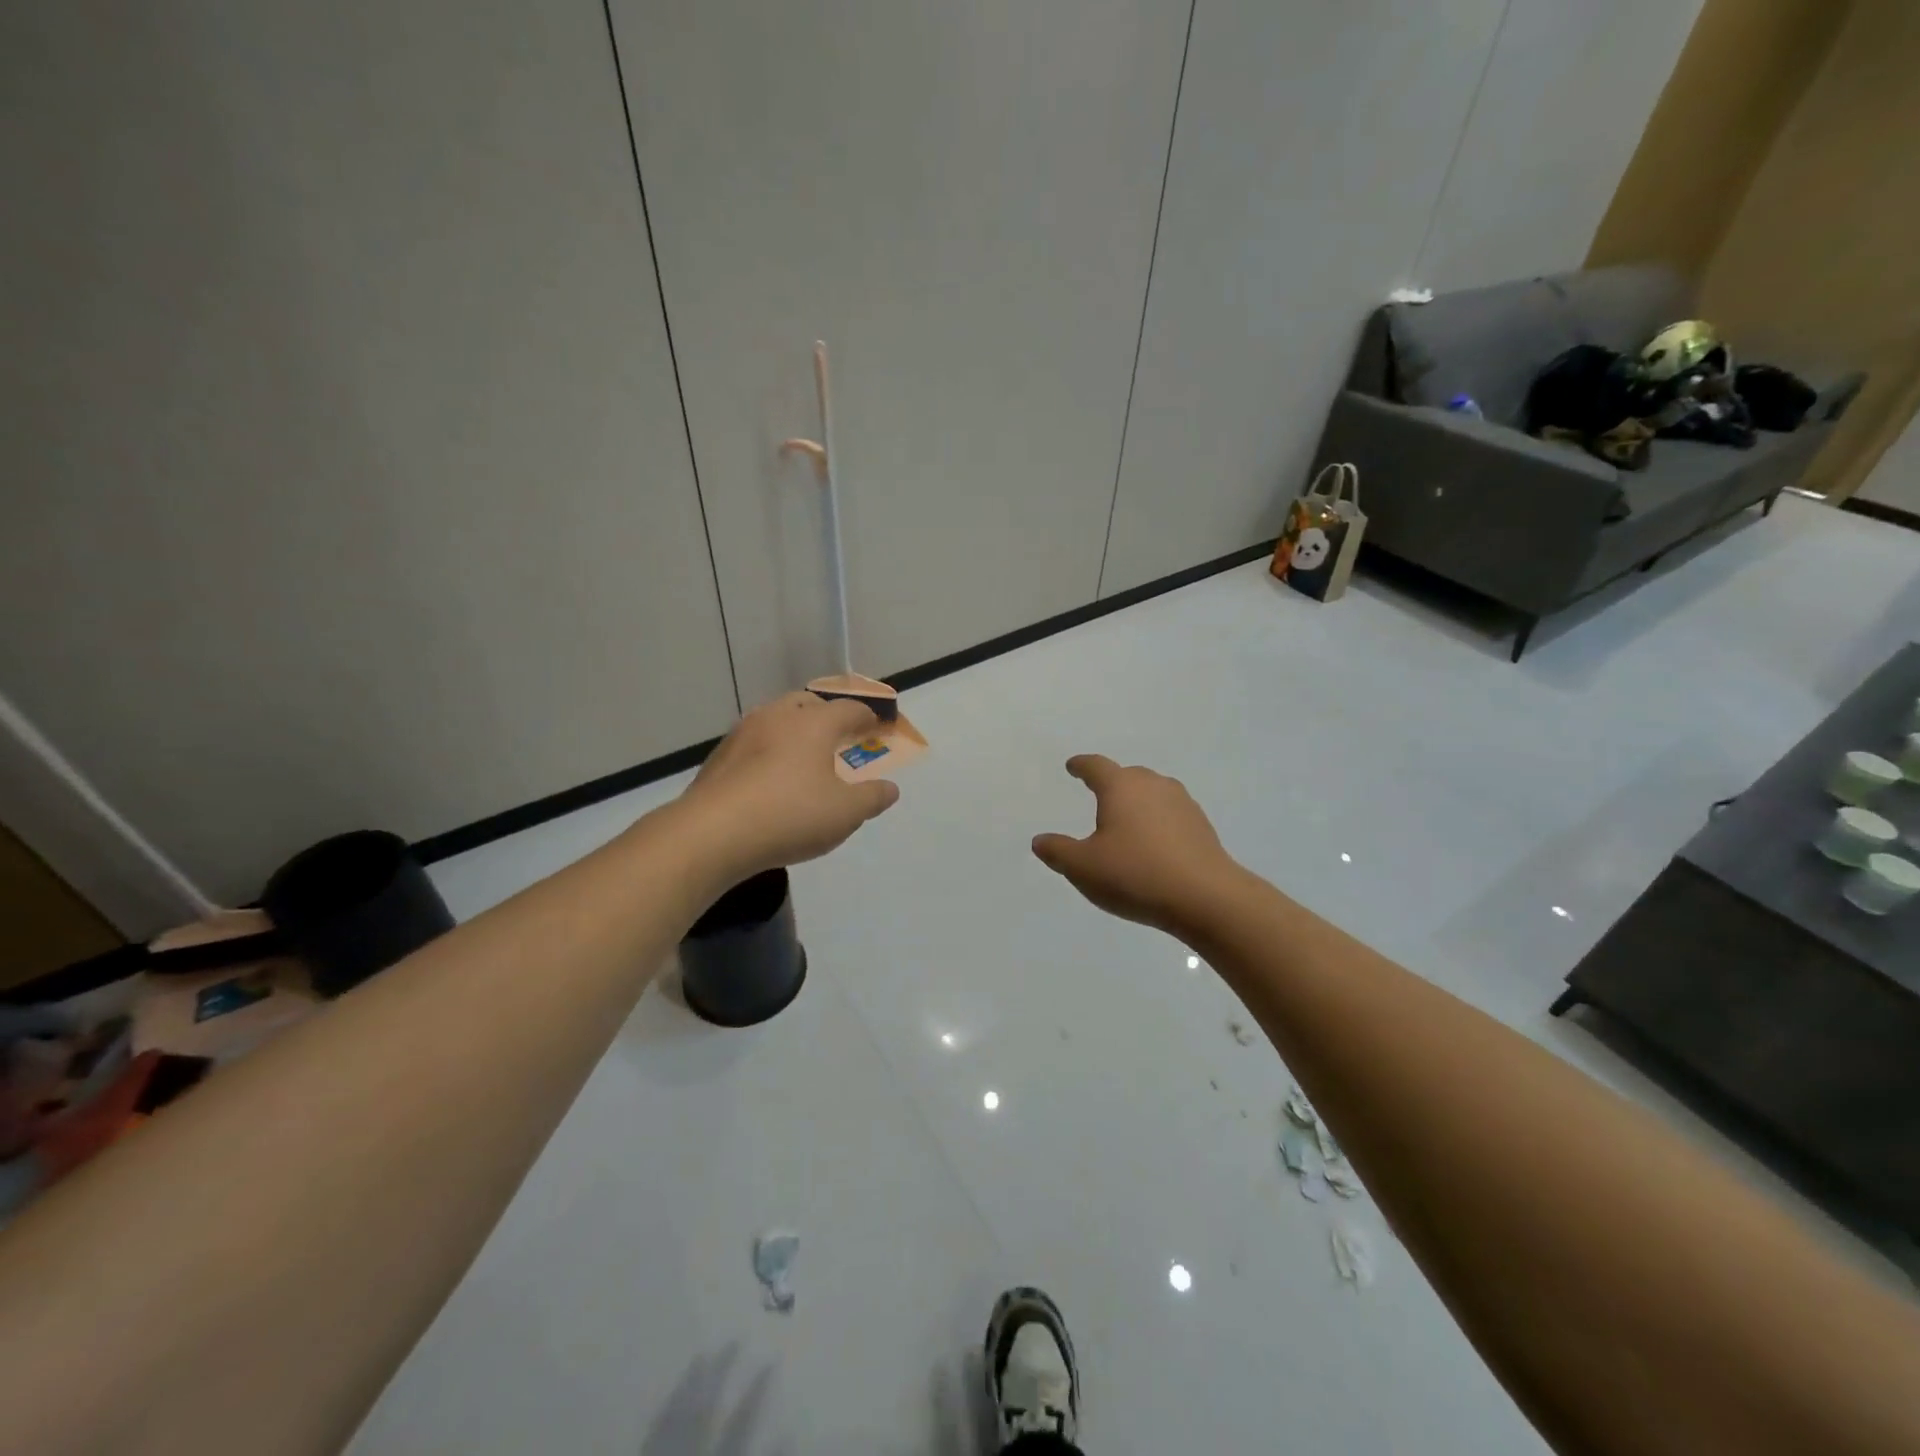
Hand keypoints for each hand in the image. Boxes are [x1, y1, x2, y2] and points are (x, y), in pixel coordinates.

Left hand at [678, 692, 899, 878]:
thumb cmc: (790, 815)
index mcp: (814, 723)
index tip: (878, 726)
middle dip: (828, 715)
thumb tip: (890, 788)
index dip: (868, 716)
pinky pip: (754, 742)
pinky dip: (770, 750)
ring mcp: (743, 733)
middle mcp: (778, 716)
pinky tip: (770, 777)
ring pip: (777, 718)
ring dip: (795, 729)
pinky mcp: (719, 756)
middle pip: (808, 703)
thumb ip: (872, 798)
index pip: (849, 708)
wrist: (711, 834)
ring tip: (804, 754)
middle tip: (840, 734)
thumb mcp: (845, 813)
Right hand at [1032, 755, 1242, 935]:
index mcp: (1121, 787)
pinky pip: (1171, 815)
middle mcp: (1153, 786)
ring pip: (1153, 794)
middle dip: (1111, 783)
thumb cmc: (1135, 874)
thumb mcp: (1083, 867)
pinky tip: (1153, 845)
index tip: (1073, 767)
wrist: (1206, 898)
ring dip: (1137, 803)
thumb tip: (1040, 840)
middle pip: (1128, 776)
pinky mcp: (1201, 827)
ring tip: (1126, 822)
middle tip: (1098, 796)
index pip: (1096, 766)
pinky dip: (1157, 822)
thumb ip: (1058, 851)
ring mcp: (1182, 804)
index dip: (1081, 766)